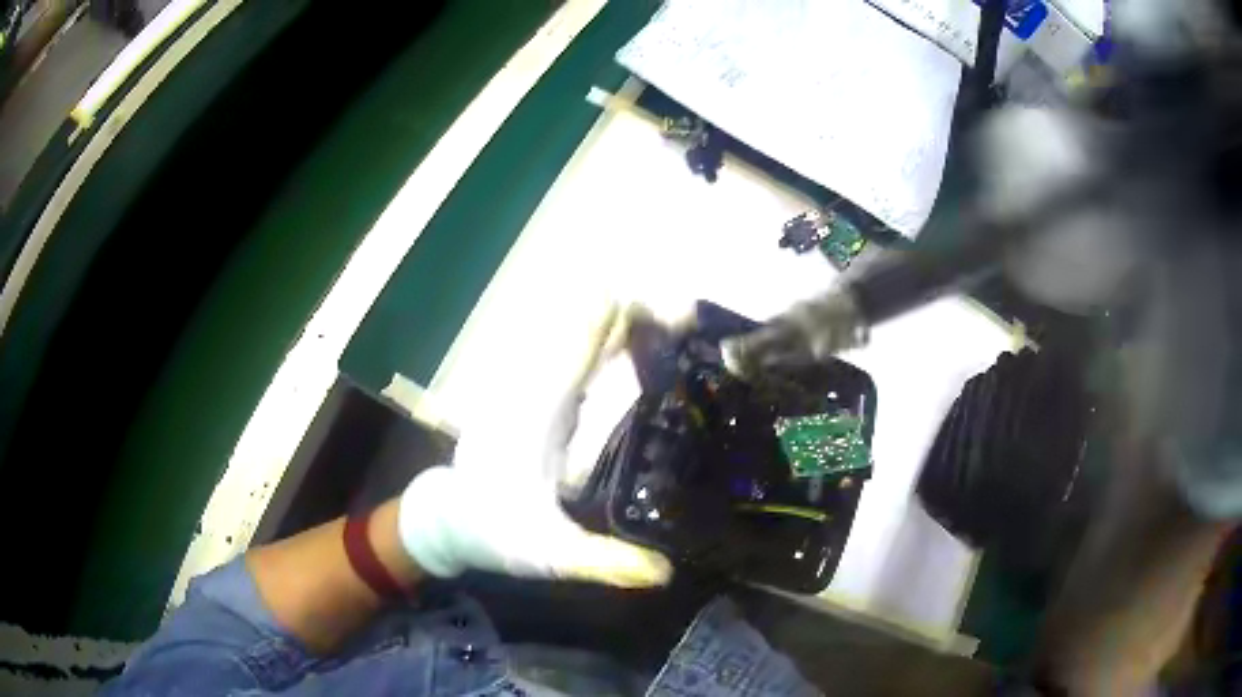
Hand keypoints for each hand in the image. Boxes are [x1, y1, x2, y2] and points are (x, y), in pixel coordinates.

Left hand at [396, 303, 672, 587]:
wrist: (449, 520)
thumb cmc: (497, 533)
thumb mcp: (549, 553)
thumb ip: (603, 561)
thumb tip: (665, 573)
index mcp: (540, 417)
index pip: (579, 354)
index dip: (616, 326)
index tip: (661, 307)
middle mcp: (534, 394)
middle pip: (582, 339)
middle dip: (630, 322)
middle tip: (684, 314)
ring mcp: (529, 395)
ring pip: (574, 345)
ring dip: (617, 330)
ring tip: (666, 322)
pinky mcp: (531, 404)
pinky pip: (568, 361)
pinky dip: (600, 347)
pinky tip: (625, 349)